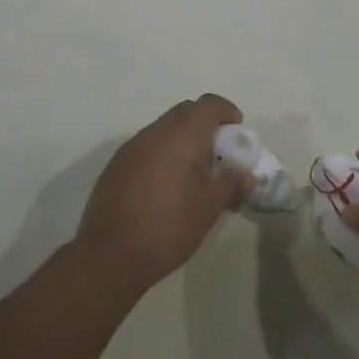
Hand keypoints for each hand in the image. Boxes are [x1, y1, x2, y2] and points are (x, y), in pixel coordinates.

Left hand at [76, 95, 249, 289]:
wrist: (111, 254)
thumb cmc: (170, 226)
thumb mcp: (210, 207)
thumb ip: (231, 183)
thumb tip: (246, 174)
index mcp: (182, 135)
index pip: (208, 104)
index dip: (226, 111)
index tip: (237, 131)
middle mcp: (155, 132)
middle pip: (185, 112)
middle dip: (206, 125)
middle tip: (219, 153)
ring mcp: (131, 147)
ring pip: (164, 129)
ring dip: (182, 140)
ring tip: (194, 172)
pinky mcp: (116, 165)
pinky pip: (146, 147)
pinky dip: (162, 154)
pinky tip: (166, 185)